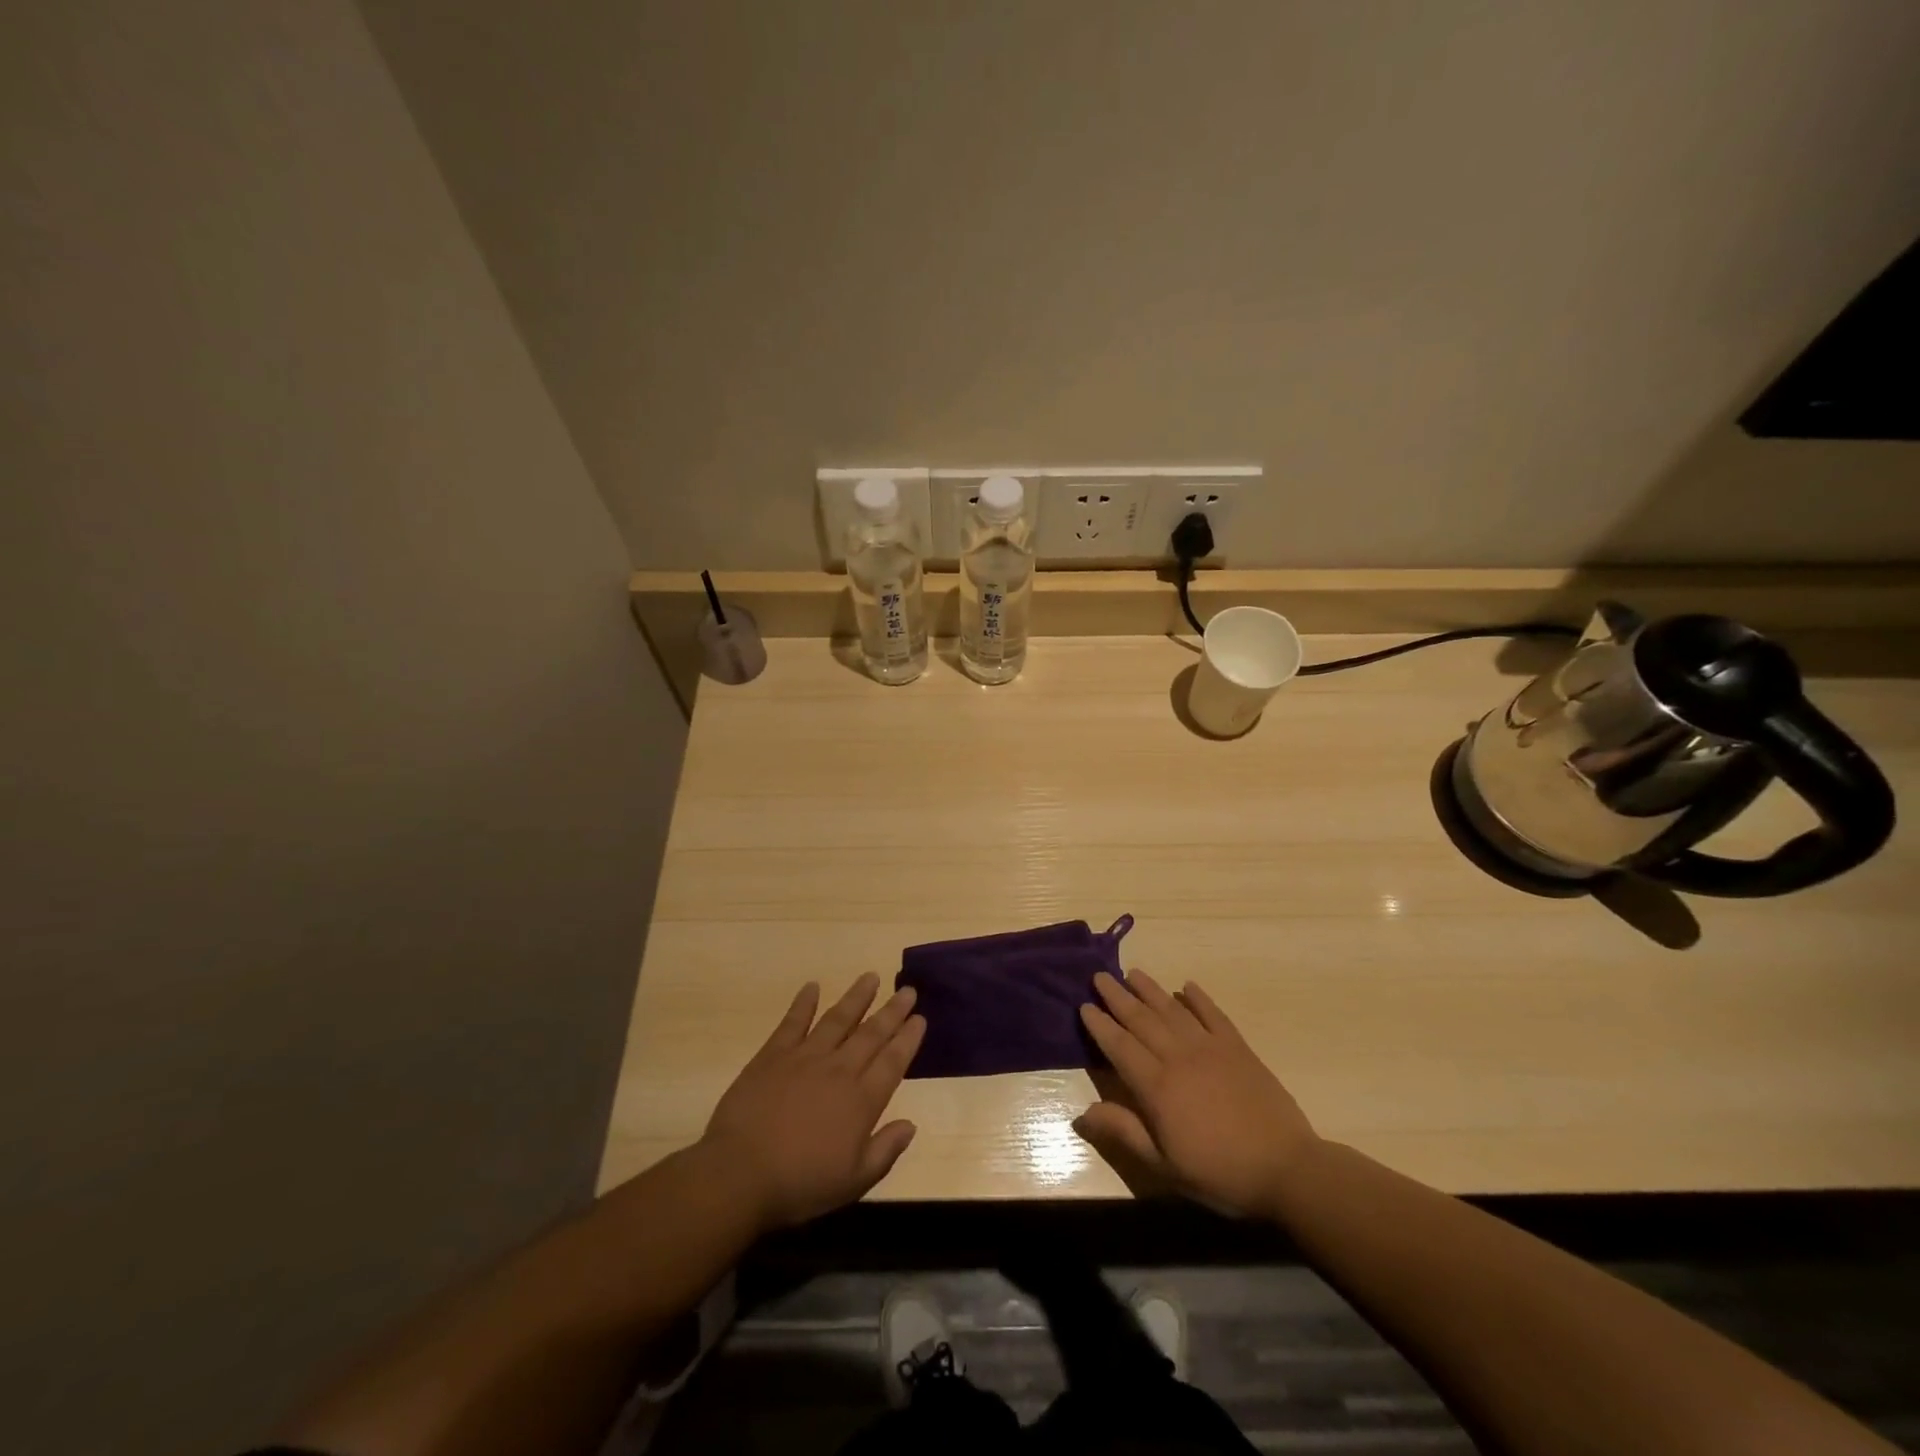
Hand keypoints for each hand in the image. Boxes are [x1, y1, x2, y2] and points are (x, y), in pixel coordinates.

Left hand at [700, 974, 925, 1230]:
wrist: (741, 1174)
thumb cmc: (800, 1184)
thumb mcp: (853, 1182)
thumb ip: (885, 1151)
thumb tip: (911, 1125)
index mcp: (861, 1101)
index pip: (893, 1062)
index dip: (908, 1039)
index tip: (920, 1018)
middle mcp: (839, 1070)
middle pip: (871, 1033)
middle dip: (892, 1011)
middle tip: (907, 990)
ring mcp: (805, 1058)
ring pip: (838, 1019)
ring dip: (856, 997)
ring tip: (871, 977)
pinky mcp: (773, 1055)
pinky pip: (793, 1022)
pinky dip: (803, 1003)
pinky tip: (812, 986)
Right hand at [1075, 971, 1319, 1217]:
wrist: (1287, 1169)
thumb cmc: (1220, 1173)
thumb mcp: (1165, 1165)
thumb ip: (1124, 1132)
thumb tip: (1082, 1113)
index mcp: (1157, 1087)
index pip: (1120, 1047)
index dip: (1100, 1025)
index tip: (1084, 1005)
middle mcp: (1179, 1058)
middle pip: (1142, 1020)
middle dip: (1118, 997)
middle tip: (1099, 976)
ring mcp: (1210, 1048)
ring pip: (1172, 1011)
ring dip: (1150, 990)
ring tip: (1132, 973)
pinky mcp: (1238, 1048)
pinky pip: (1213, 1015)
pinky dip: (1199, 998)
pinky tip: (1187, 987)